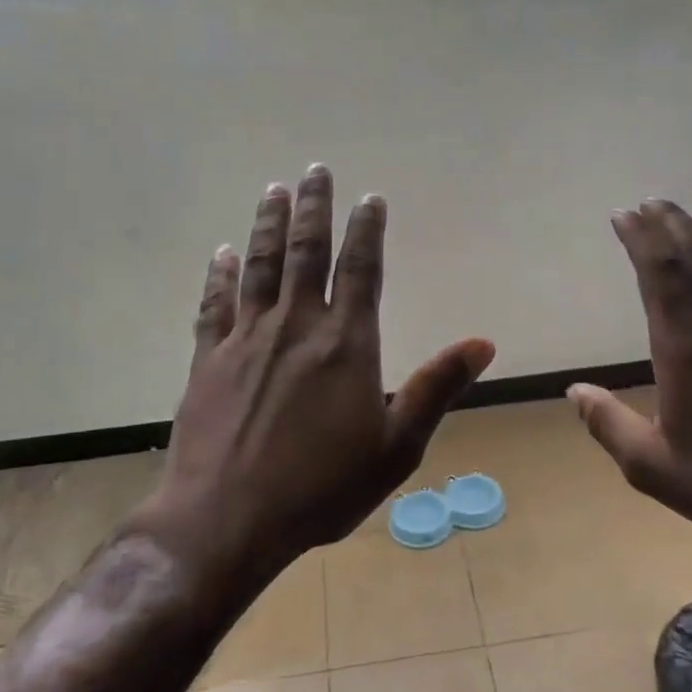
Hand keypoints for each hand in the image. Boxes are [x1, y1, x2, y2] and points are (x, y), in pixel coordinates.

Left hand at [141, 165, 494, 583]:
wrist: (227, 521)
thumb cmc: (322, 488)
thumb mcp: (397, 446)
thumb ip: (436, 388)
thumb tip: (483, 343)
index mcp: (346, 343)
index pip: (361, 269)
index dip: (367, 229)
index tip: (370, 198)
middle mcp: (296, 326)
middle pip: (306, 251)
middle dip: (313, 207)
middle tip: (315, 170)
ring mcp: (246, 339)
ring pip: (259, 266)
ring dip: (268, 224)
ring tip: (274, 190)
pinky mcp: (209, 361)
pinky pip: (214, 305)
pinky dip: (220, 275)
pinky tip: (222, 253)